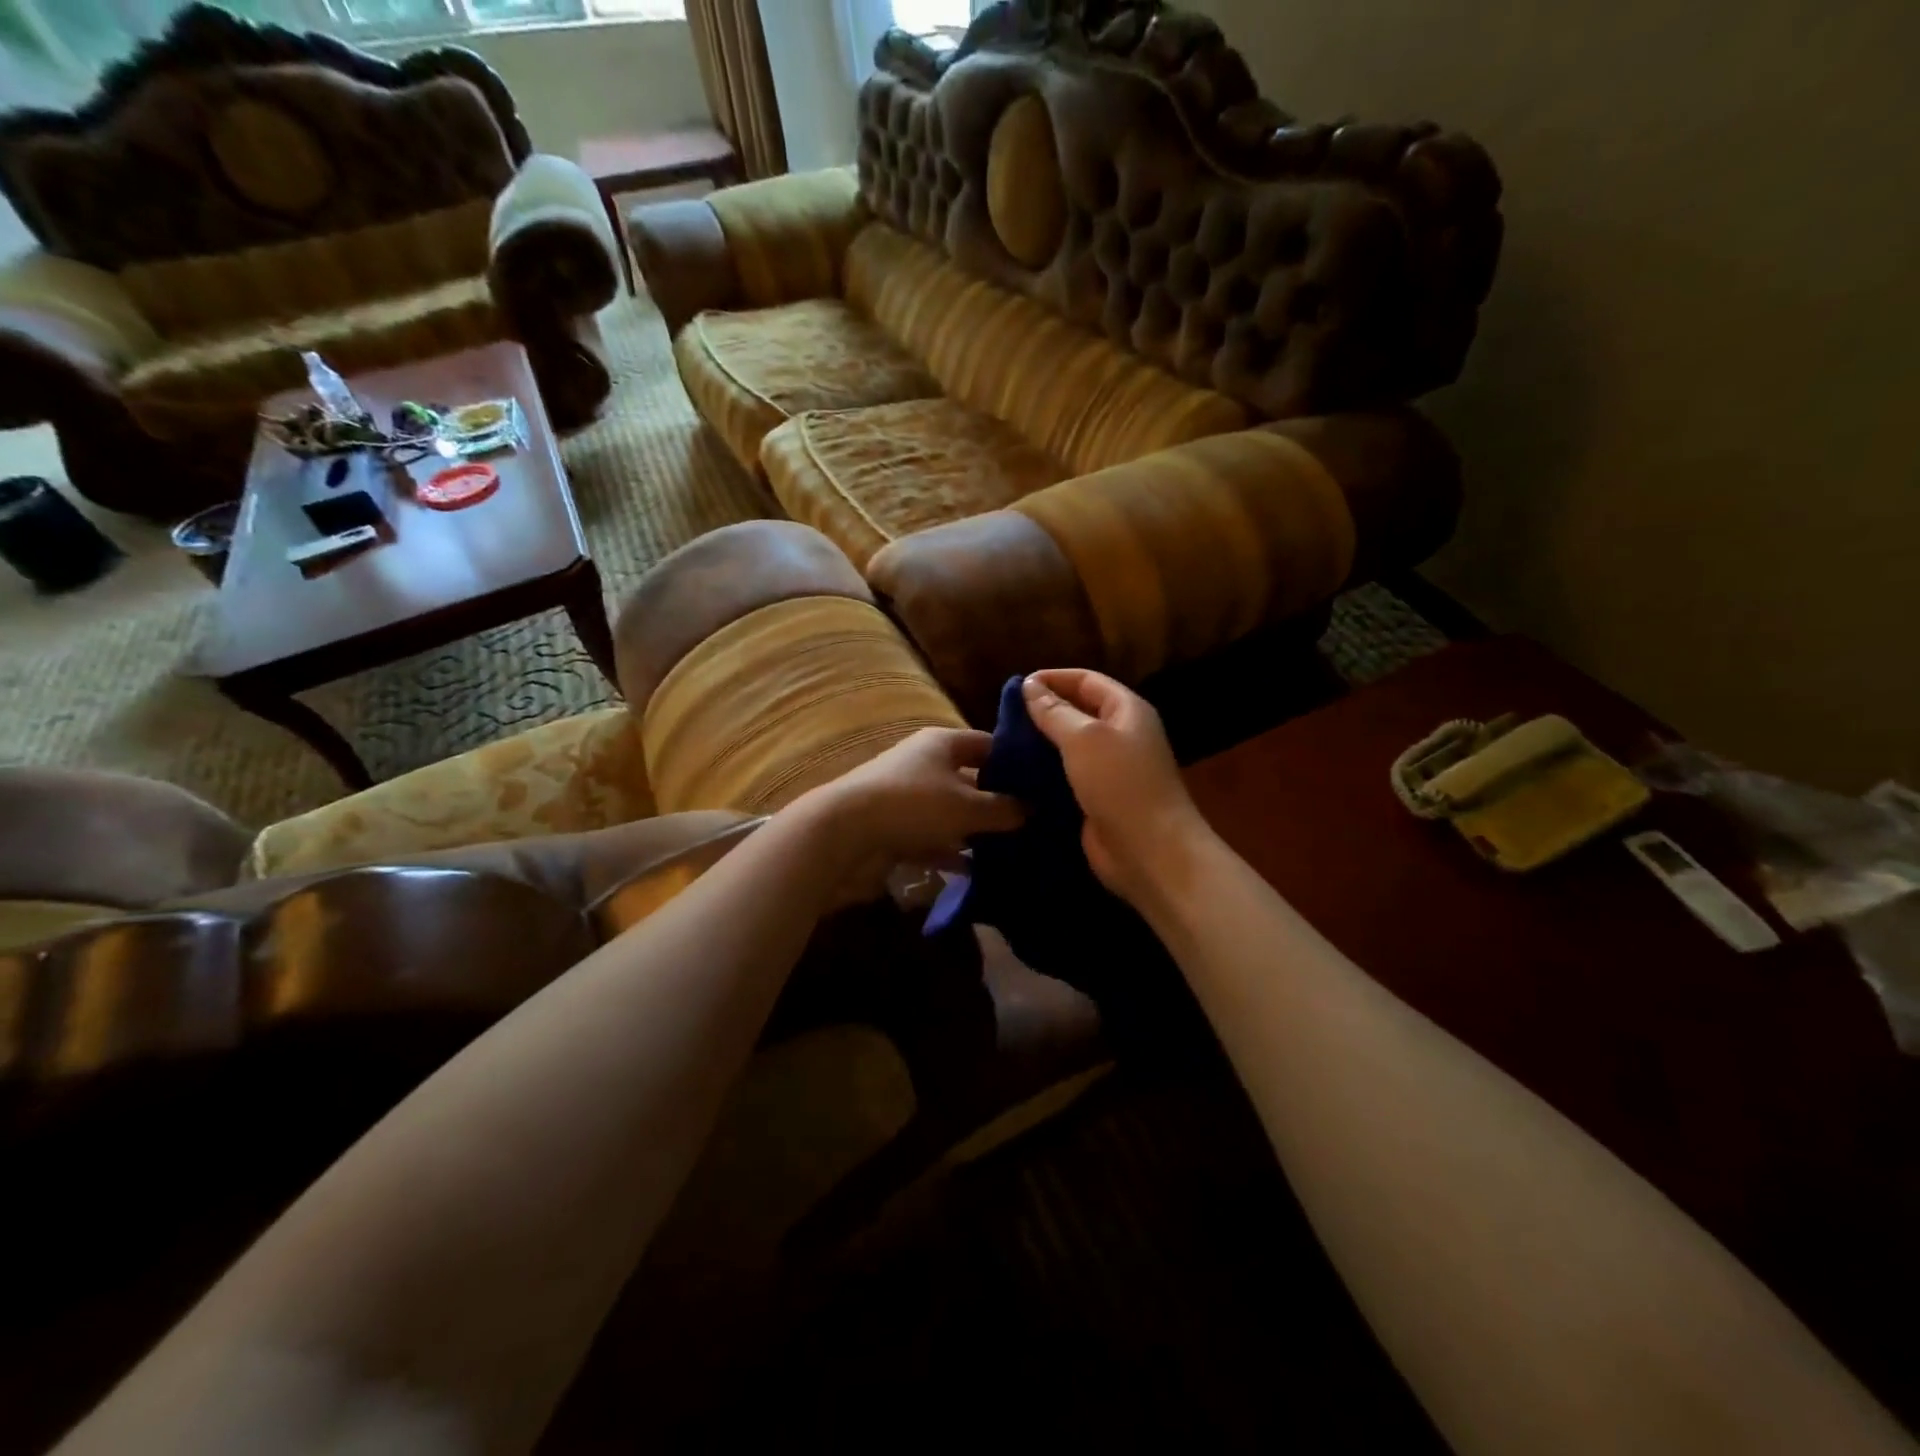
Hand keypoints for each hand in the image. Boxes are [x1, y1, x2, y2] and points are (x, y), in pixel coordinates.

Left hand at [794, 727, 1024, 904]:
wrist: (843, 834)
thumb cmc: (913, 805)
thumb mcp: (967, 807)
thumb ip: (1004, 809)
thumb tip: (1033, 809)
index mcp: (942, 743)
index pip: (988, 744)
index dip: (1016, 760)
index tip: (1044, 783)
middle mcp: (925, 764)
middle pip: (971, 779)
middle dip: (999, 801)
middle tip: (1036, 822)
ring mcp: (908, 797)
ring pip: (953, 812)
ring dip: (976, 830)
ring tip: (1014, 850)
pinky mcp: (895, 828)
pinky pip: (933, 838)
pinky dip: (951, 853)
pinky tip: (977, 872)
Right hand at [1023, 669, 1209, 906]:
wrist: (1149, 852)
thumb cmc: (1120, 784)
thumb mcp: (1083, 739)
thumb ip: (1054, 711)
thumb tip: (1030, 685)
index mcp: (1127, 711)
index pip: (1087, 680)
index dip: (1053, 678)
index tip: (1017, 686)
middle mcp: (1121, 735)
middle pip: (1079, 711)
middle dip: (1045, 710)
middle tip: (1005, 717)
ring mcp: (1111, 770)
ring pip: (1070, 746)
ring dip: (1041, 744)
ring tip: (1005, 744)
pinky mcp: (1098, 799)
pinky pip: (1067, 777)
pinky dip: (1045, 774)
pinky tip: (1017, 775)